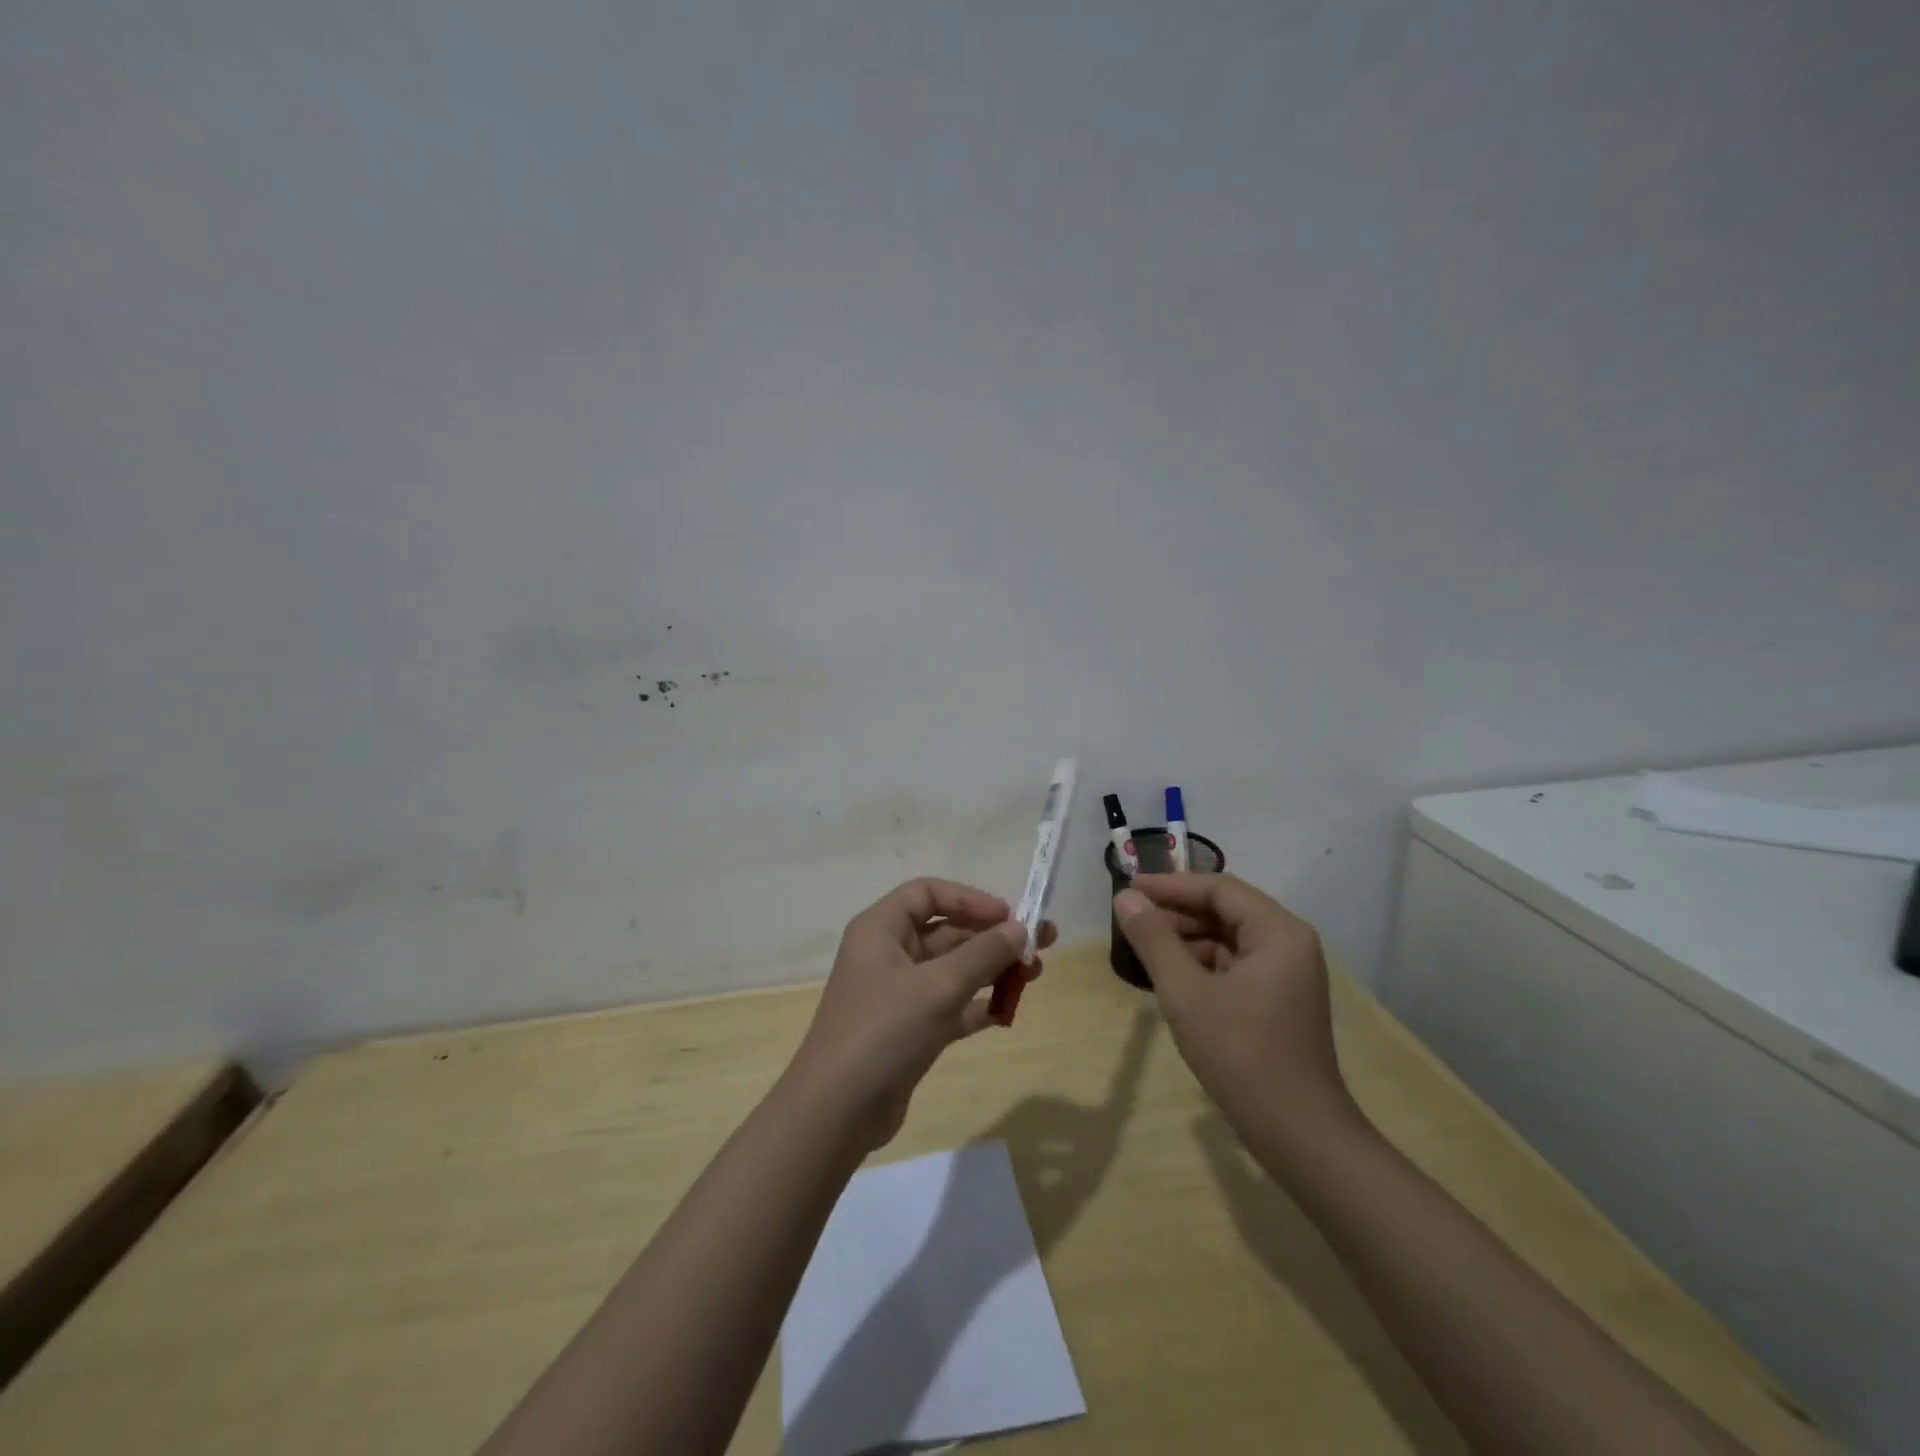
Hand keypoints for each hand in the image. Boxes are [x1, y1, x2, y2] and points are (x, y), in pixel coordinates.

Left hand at [786, 878, 1055, 1150]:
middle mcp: (889, 954)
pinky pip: (951, 1004)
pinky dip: (978, 1004)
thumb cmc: (884, 1031)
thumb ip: (983, 954)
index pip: (928, 894)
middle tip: (1042, 943)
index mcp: (881, 929)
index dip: (970, 899)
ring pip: (953, 970)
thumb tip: (1020, 928)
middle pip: (947, 931)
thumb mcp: (938, 986)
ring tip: (1036, 974)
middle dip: (992, 937)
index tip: (1009, 916)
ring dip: (992, 970)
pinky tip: (1010, 1010)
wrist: (837, 1112)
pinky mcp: (910, 1029)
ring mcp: (899, 994)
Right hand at [1113, 873, 1351, 1132]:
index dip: (1170, 885)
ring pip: (1229, 937)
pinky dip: (1203, 963)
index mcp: (1278, 932)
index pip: (1218, 888)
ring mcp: (1288, 973)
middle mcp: (1289, 943)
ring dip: (1187, 938)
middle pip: (1226, 910)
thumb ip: (1153, 939)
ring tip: (1145, 947)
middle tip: (1131, 919)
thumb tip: (1125, 897)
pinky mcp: (1280, 999)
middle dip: (1177, 912)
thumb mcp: (1185, 993)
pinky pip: (1236, 963)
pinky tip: (1172, 976)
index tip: (1128, 886)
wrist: (1298, 1134)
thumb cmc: (1241, 1055)